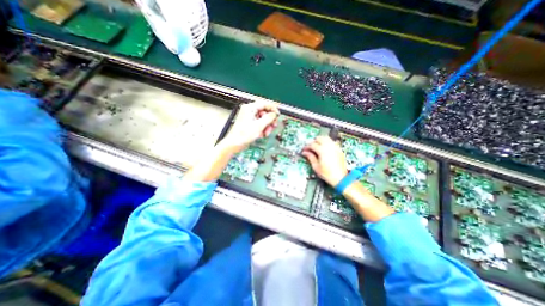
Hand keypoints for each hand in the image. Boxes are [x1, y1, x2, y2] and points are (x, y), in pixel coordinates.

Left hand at [221, 100, 280, 152]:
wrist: (235, 144)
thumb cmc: (243, 134)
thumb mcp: (259, 125)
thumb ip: (269, 118)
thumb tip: (275, 114)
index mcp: (250, 108)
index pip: (264, 104)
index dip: (273, 109)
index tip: (278, 114)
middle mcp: (250, 111)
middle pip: (265, 112)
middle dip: (270, 120)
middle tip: (273, 125)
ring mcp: (250, 117)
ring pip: (263, 119)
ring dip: (267, 126)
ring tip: (266, 133)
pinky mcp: (250, 124)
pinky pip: (260, 124)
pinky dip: (263, 129)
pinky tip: (262, 134)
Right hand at [300, 135, 345, 186]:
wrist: (340, 178)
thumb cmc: (328, 174)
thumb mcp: (316, 166)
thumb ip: (310, 157)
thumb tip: (305, 153)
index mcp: (322, 150)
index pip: (312, 144)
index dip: (307, 147)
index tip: (304, 150)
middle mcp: (329, 147)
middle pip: (319, 138)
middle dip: (313, 142)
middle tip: (310, 147)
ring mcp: (335, 147)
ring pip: (326, 138)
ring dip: (320, 140)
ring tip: (317, 146)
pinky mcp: (339, 149)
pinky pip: (332, 142)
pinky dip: (327, 142)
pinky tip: (325, 148)